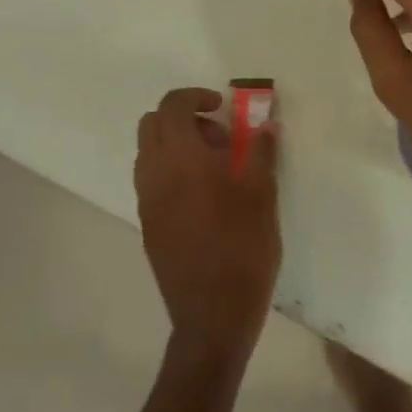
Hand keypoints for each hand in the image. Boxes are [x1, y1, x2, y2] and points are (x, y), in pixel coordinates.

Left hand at [134, 87, 281, 361]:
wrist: (212, 315)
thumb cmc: (243, 248)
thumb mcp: (263, 195)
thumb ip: (261, 153)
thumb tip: (265, 125)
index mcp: (181, 159)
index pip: (172, 106)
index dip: (196, 96)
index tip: (222, 106)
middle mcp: (154, 174)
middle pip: (152, 124)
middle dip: (184, 118)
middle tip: (221, 138)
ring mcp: (146, 202)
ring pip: (149, 153)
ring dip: (177, 145)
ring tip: (217, 169)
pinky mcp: (147, 225)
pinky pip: (152, 181)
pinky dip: (172, 171)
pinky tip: (205, 198)